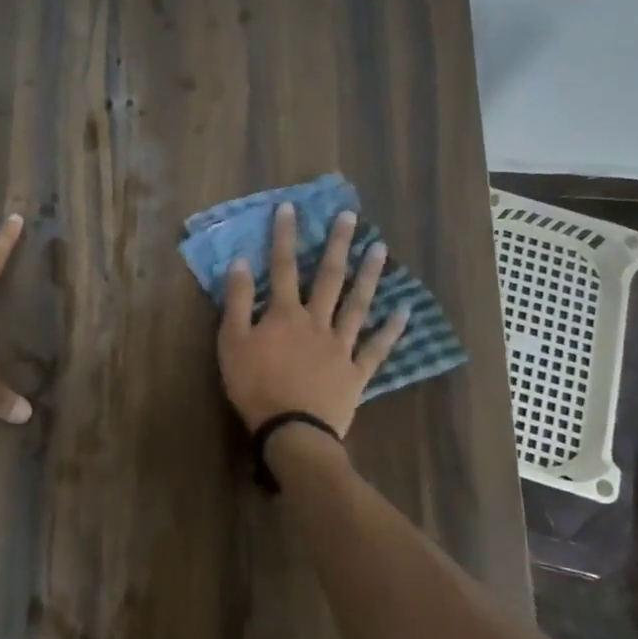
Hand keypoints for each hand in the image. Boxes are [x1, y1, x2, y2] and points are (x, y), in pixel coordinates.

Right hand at [217, 203, 408, 436]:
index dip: (285, 236)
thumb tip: (240, 262)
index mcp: (284, 314)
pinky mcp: (356, 371)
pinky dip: (392, 330)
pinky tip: (406, 311)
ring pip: (357, 304)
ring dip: (369, 275)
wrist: (291, 431)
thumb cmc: (254, 387)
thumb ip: (236, 302)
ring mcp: (340, 345)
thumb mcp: (231, 343)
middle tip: (351, 217)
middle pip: (328, 277)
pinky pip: (376, 347)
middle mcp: (316, 321)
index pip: (283, 267)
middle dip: (337, 244)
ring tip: (380, 249)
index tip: (291, 208)